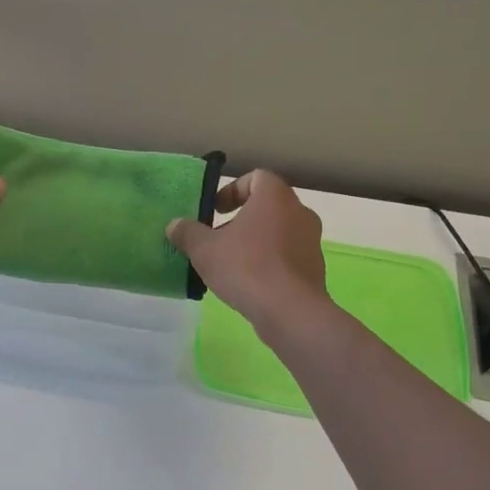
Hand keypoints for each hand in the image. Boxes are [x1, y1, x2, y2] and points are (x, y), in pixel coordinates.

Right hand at [166, 171, 329, 334]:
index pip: (256, 178)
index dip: (232, 190)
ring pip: (278, 231)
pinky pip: (288, 256)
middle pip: (267, 206)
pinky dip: (270, 262)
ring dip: (255, 242)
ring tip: (231, 264)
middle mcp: (299, 212)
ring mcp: (311, 241)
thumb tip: (174, 225)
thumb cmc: (246, 267)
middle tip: (217, 238)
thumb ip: (187, 233)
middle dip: (240, 219)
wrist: (290, 311)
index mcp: (275, 197)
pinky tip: (250, 283)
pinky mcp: (315, 268)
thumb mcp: (204, 250)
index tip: (215, 211)